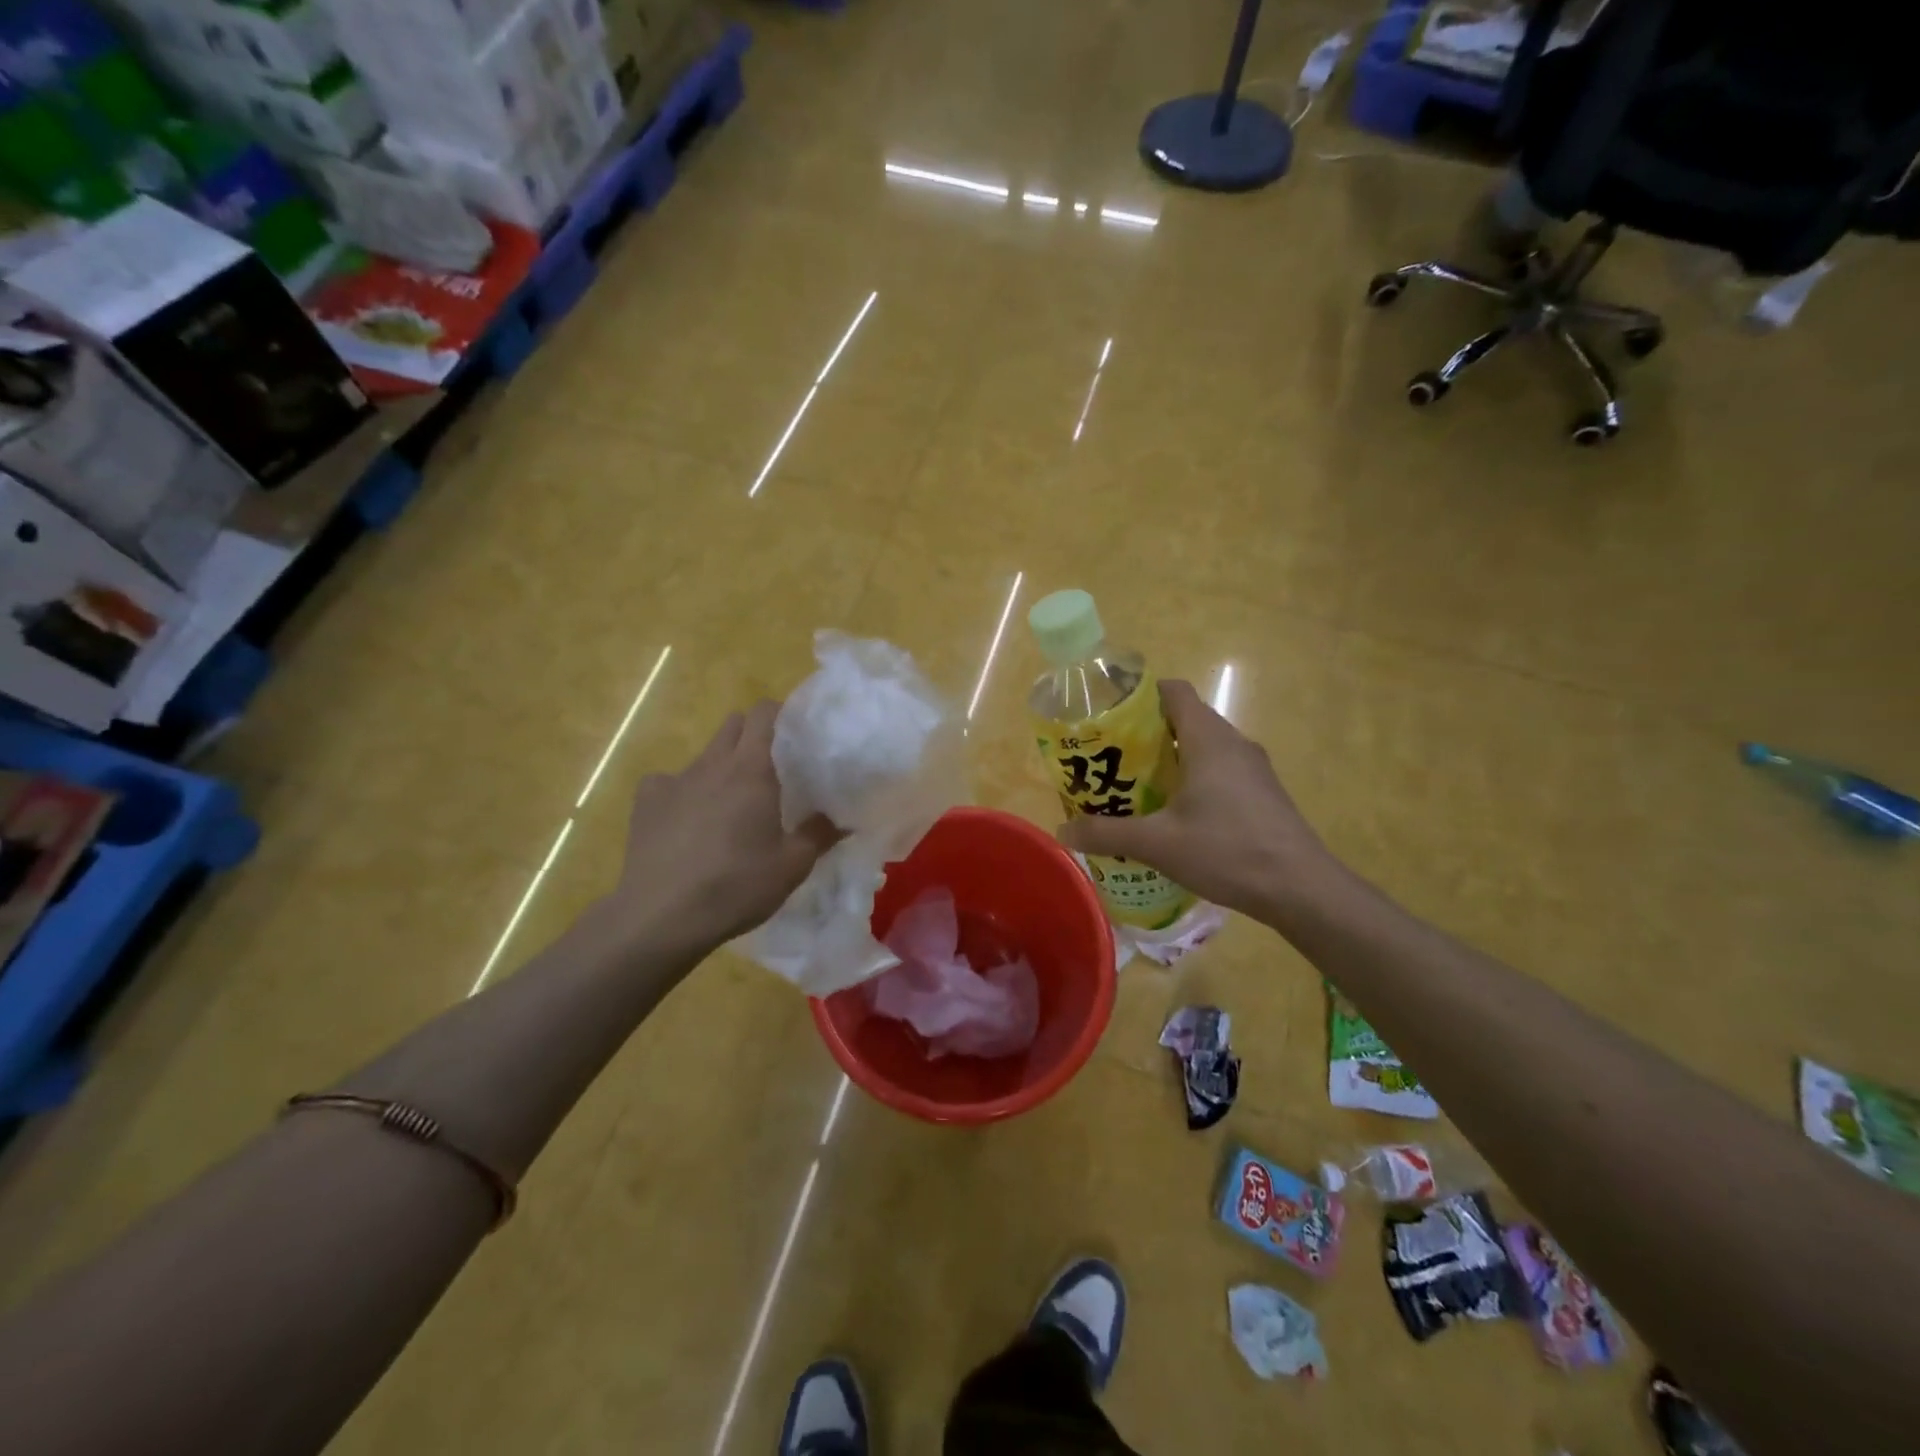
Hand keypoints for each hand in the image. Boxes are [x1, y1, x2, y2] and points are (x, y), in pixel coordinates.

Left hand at [609, 702, 839, 951]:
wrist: (661, 916)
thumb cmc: (736, 886)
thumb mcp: (792, 866)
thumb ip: (819, 835)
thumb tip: (843, 819)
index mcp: (751, 770)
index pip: (763, 714)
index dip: (780, 714)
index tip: (794, 733)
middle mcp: (712, 764)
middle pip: (732, 726)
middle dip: (751, 735)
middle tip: (770, 768)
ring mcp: (673, 780)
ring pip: (704, 756)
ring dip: (721, 766)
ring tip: (730, 803)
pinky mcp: (645, 802)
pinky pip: (668, 782)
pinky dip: (682, 792)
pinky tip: (686, 820)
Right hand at [1055, 680, 1336, 923]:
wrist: (1301, 888)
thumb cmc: (1227, 850)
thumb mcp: (1158, 844)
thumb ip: (1107, 834)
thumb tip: (1063, 832)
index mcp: (1208, 738)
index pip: (1173, 691)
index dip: (1140, 696)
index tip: (1110, 718)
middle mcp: (1233, 743)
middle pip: (1185, 719)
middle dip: (1146, 735)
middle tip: (1112, 760)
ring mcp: (1253, 769)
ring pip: (1203, 747)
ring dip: (1170, 760)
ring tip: (1136, 789)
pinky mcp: (1263, 793)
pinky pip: (1220, 771)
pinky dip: (1194, 780)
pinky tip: (1176, 816)